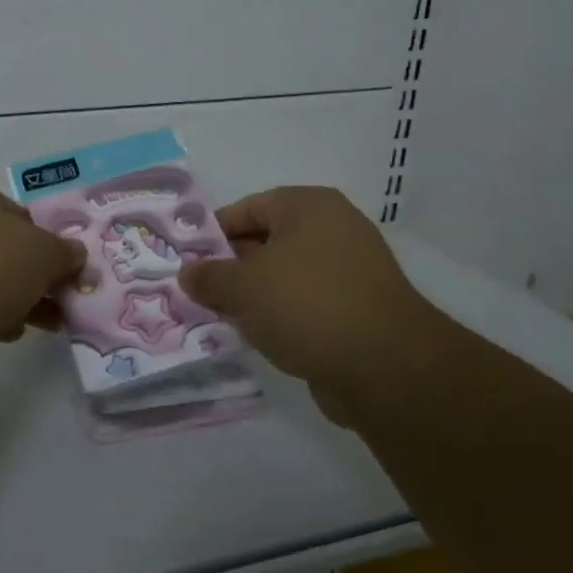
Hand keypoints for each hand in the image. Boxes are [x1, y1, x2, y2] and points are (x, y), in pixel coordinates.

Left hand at [0, 177, 86, 375]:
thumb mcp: (44, 253)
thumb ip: (65, 252)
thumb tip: (75, 255)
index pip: (17, 211)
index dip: (45, 240)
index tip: (63, 267)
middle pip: (2, 246)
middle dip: (34, 274)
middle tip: (61, 298)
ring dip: (18, 297)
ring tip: (49, 323)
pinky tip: (10, 331)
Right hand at [177, 187, 438, 414]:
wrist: (385, 367)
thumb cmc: (305, 305)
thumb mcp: (242, 287)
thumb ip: (208, 276)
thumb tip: (188, 273)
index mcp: (308, 206)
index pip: (247, 209)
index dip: (213, 234)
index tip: (188, 261)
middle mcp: (334, 228)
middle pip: (267, 241)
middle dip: (232, 268)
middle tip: (199, 292)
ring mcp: (352, 269)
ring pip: (286, 275)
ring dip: (255, 296)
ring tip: (223, 318)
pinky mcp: (360, 308)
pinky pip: (308, 302)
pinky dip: (283, 315)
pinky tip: (260, 337)